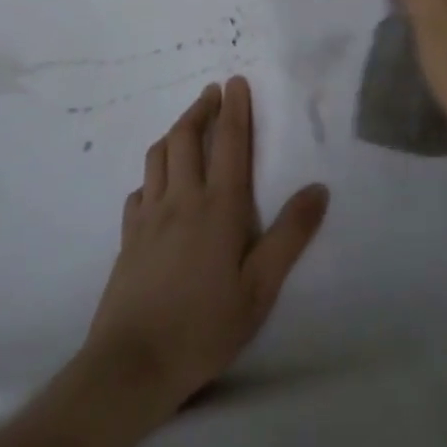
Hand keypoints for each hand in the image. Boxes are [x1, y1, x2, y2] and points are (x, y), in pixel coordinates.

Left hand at [81, 77, 328, 415]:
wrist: (132, 364)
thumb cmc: (205, 326)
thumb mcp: (261, 288)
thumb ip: (290, 235)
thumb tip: (318, 189)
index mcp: (219, 206)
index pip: (230, 143)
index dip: (236, 109)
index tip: (237, 82)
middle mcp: (182, 199)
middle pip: (187, 137)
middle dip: (201, 108)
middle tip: (213, 92)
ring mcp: (149, 216)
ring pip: (159, 156)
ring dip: (175, 131)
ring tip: (188, 124)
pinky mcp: (127, 236)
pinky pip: (139, 189)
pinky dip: (152, 173)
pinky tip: (157, 184)